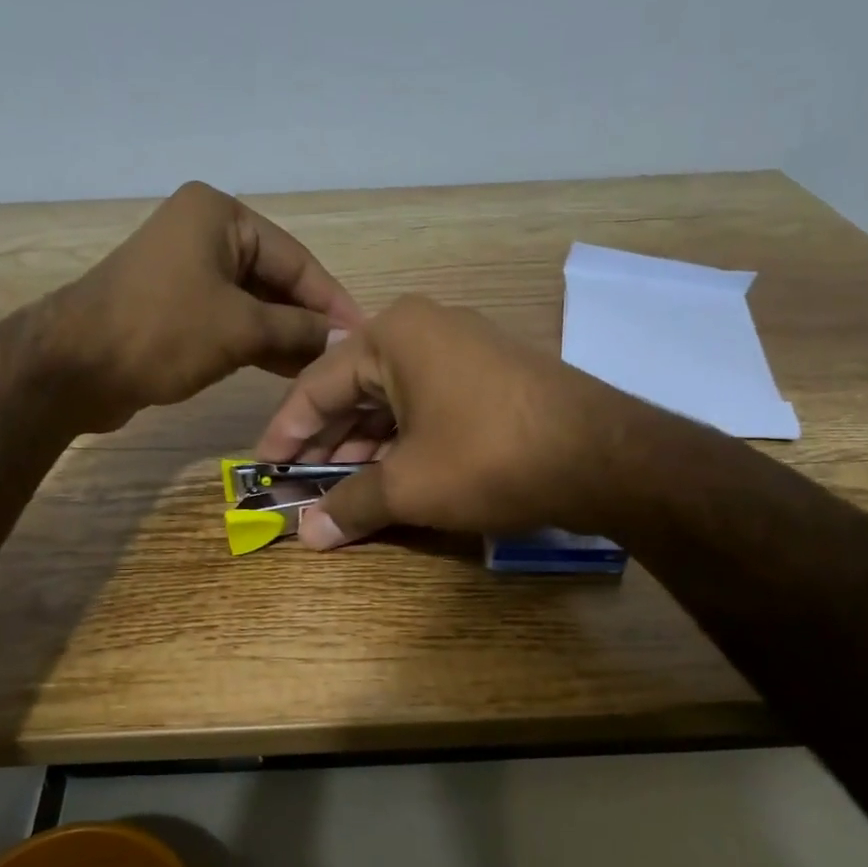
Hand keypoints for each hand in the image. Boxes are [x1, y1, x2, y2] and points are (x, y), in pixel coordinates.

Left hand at [46, 182, 363, 432]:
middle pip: (275, 279)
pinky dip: (257, 343)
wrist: (76, 367)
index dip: (332, 301)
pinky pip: (229, 320)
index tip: (363, 335)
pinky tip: (286, 370)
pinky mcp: (174, 307)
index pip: (296, 259)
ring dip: (285, 337)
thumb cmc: (163, 333)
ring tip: (321, 371)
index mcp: (220, 215)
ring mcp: (186, 271)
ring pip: (253, 303)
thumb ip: (298, 330)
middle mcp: (204, 233)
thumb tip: (344, 338)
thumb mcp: (241, 329)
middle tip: (344, 359)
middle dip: (308, 321)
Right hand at [254, 296, 639, 547]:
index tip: (263, 470)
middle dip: (325, 445)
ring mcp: (462, 352)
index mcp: (393, 336)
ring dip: (362, 449)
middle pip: (353, 392)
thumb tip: (307, 535)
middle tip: (299, 488)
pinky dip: (401, 444)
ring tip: (338, 492)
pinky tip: (386, 478)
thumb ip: (350, 505)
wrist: (604, 457)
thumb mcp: (408, 485)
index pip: (315, 386)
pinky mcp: (490, 379)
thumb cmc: (488, 458)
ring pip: (391, 403)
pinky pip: (425, 408)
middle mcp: (424, 331)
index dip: (285, 433)